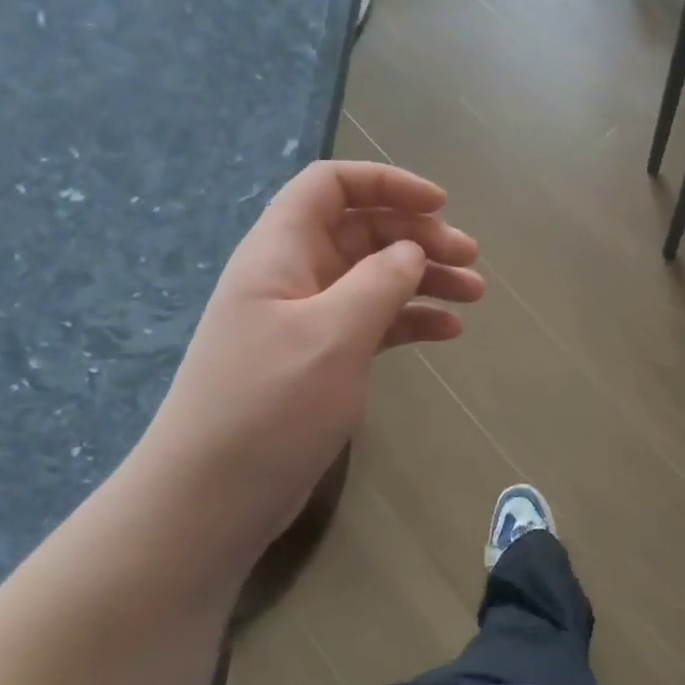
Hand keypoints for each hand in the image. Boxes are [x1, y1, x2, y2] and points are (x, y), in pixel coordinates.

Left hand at [132, 161, 483, 555]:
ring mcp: (306, 318)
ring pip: (374, 276)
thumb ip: (380, 282)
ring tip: (475, 294)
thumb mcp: (332, 335)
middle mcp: (293, 275)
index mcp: (281, 252)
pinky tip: (448, 332)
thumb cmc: (268, 407)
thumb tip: (411, 250)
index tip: (439, 204)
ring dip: (424, 277)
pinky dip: (410, 318)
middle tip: (470, 258)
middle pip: (362, 229)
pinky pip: (373, 321)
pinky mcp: (320, 358)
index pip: (330, 185)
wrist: (210, 501)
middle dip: (418, 235)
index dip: (386, 183)